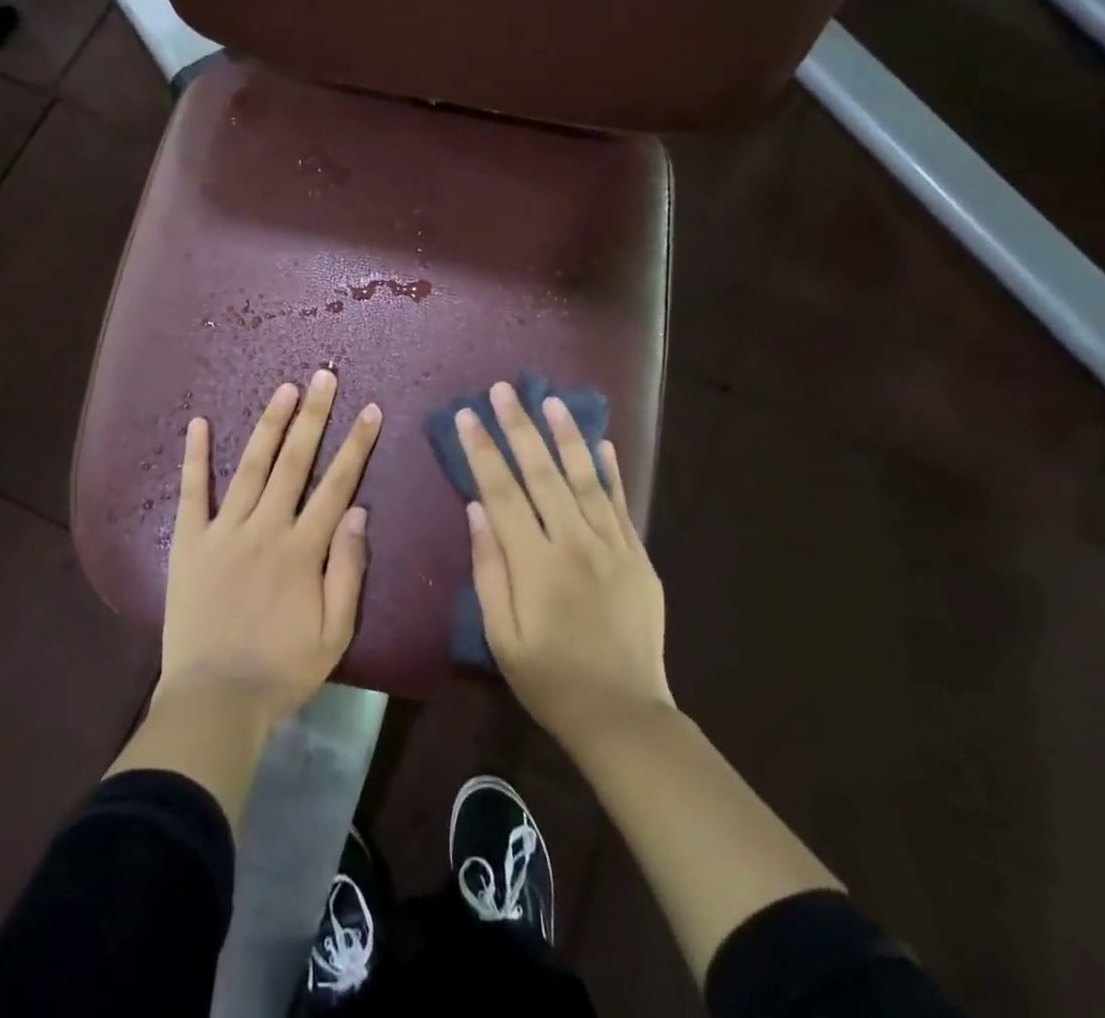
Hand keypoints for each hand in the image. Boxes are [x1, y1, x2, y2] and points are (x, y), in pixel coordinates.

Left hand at [159, 369, 381, 728]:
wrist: (215, 700)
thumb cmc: (282, 670)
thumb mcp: (335, 633)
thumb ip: (348, 569)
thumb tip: (359, 511)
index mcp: (303, 550)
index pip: (337, 485)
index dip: (356, 445)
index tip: (369, 411)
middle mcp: (266, 528)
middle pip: (295, 462)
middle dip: (313, 416)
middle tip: (324, 377)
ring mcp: (224, 531)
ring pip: (252, 466)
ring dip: (270, 424)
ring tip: (285, 388)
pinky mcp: (190, 541)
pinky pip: (192, 492)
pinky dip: (196, 456)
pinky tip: (199, 423)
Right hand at [458, 381, 673, 758]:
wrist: (624, 715)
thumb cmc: (549, 679)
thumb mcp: (501, 636)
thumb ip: (489, 569)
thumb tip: (476, 510)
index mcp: (535, 564)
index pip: (502, 492)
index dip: (482, 450)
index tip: (467, 415)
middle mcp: (574, 543)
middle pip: (542, 473)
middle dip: (519, 427)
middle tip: (503, 389)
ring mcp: (612, 546)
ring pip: (585, 478)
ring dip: (566, 436)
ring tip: (550, 400)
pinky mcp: (637, 556)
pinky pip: (621, 503)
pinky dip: (610, 470)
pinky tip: (601, 443)